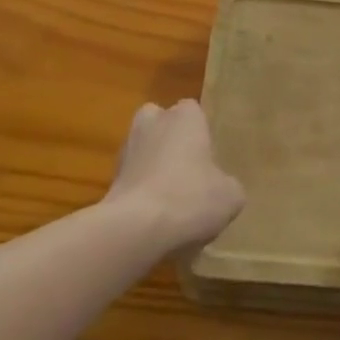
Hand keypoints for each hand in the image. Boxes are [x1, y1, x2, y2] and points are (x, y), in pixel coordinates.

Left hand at [104, 99, 244, 255]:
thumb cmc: (190, 198)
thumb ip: (228, 185)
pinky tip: (153, 219)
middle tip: (186, 169)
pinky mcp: (109, 180)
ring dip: (151, 167)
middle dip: (169, 139)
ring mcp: (126, 150)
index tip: (208, 157)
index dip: (200, 132)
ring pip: (142, 150)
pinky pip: (130, 179)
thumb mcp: (230, 196)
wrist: (135, 229)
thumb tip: (222, 188)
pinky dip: (139, 192)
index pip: (193, 111)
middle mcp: (153, 123)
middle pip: (160, 122)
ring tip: (169, 199)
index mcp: (185, 117)